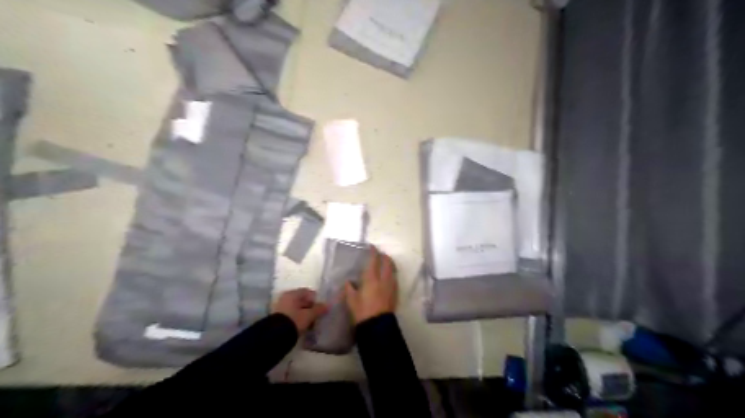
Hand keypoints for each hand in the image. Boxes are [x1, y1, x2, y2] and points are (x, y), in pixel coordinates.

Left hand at [273, 288, 325, 332]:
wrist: (275, 336)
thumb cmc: (294, 321)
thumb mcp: (309, 315)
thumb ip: (318, 309)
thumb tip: (327, 305)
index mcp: (292, 294)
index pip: (308, 292)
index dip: (316, 300)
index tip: (321, 309)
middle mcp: (285, 297)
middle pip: (302, 300)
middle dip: (310, 308)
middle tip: (317, 317)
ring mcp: (280, 307)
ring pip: (296, 308)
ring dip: (304, 314)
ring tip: (310, 324)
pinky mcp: (277, 317)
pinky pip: (291, 315)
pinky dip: (297, 319)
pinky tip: (301, 326)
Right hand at [347, 246, 397, 324]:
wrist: (377, 326)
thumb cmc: (362, 311)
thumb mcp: (351, 300)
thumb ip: (349, 289)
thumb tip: (348, 282)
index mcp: (371, 279)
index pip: (374, 260)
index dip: (373, 252)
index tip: (371, 247)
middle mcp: (383, 279)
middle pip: (387, 262)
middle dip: (384, 256)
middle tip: (379, 255)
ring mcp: (391, 286)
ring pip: (393, 270)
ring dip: (389, 264)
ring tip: (384, 264)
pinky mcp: (395, 293)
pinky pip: (394, 279)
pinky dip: (391, 274)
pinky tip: (387, 278)